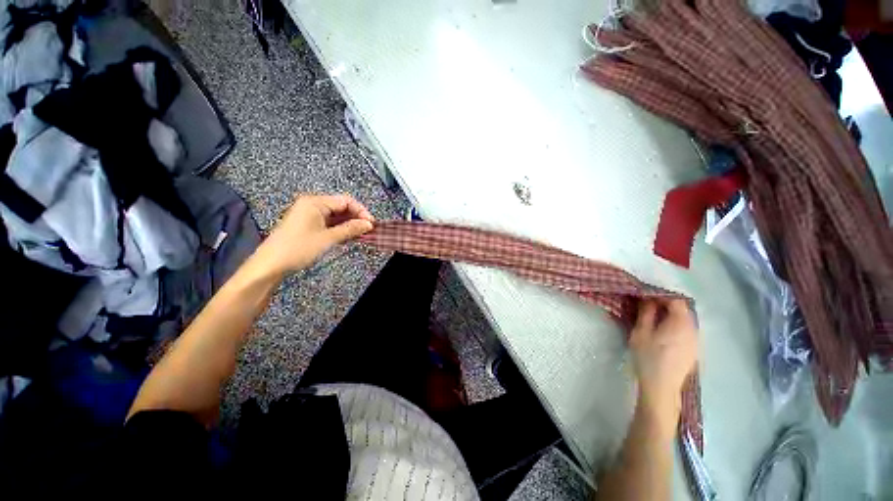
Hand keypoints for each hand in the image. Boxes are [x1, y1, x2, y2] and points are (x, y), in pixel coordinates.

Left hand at [254, 194, 373, 274]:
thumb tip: (368, 224)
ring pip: (336, 215)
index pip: (346, 201)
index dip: (361, 211)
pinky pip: (328, 222)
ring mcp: (308, 214)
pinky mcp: (307, 224)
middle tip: (367, 231)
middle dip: (356, 218)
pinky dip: (339, 228)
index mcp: (315, 202)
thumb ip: (350, 229)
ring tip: (359, 235)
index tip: (371, 224)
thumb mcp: (328, 238)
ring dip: (348, 224)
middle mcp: (311, 204)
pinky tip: (347, 236)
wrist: (271, 264)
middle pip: (341, 206)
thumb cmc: (297, 248)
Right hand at [629, 299, 698, 417]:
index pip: (676, 300)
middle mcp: (693, 330)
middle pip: (682, 310)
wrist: (661, 387)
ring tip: (653, 321)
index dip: (661, 296)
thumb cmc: (648, 357)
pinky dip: (674, 327)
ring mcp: (696, 341)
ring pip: (684, 321)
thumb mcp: (641, 332)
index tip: (645, 297)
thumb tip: (648, 299)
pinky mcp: (694, 351)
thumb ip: (646, 313)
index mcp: (681, 323)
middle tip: (646, 308)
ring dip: (670, 317)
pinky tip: (662, 335)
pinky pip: (686, 331)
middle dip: (665, 305)